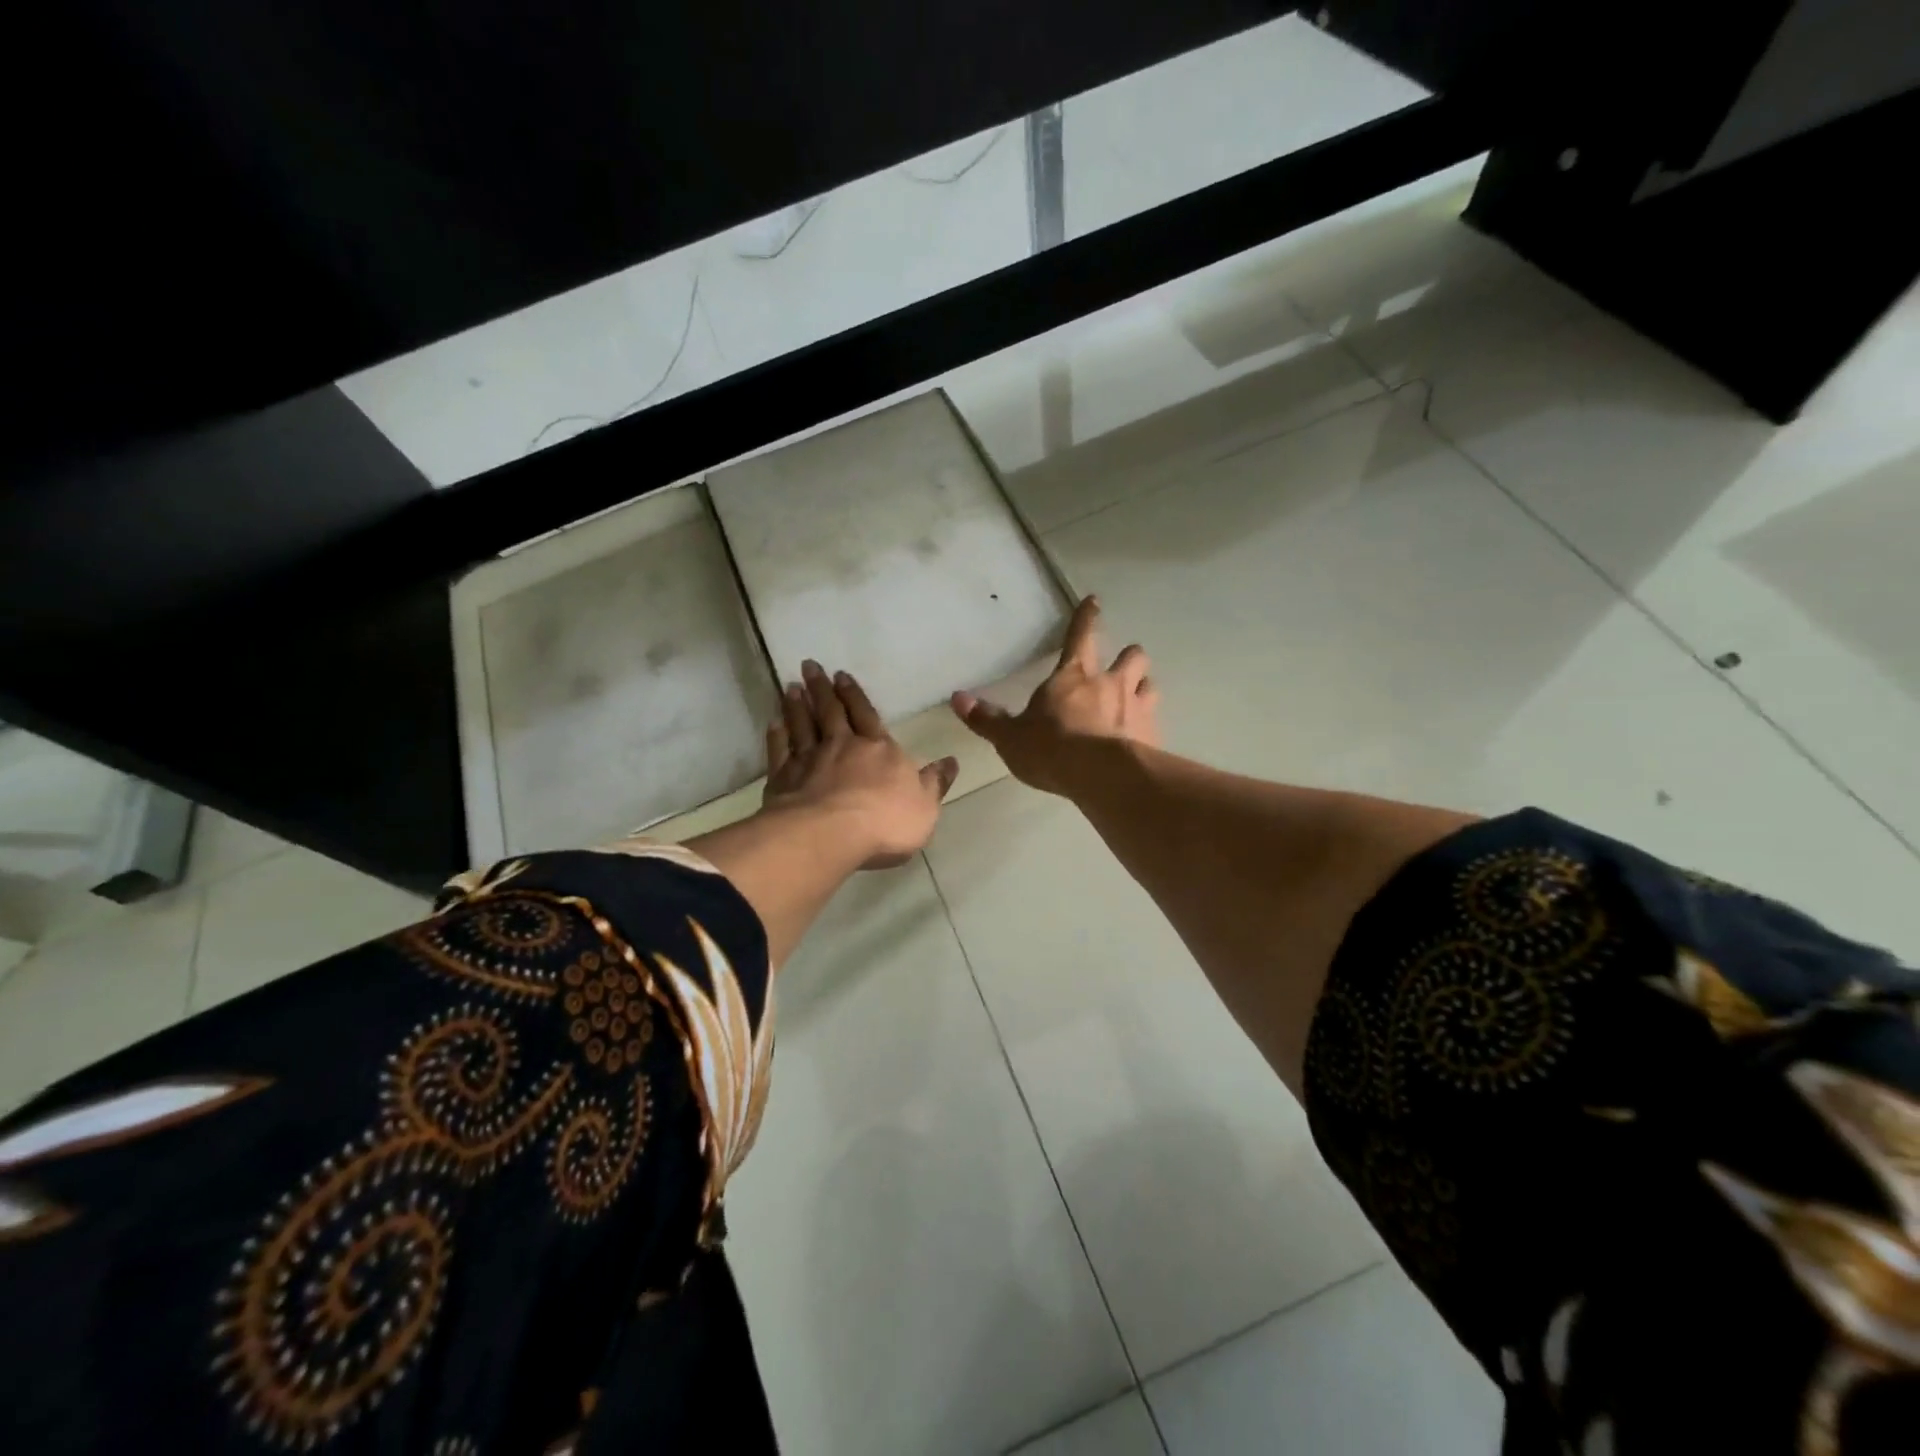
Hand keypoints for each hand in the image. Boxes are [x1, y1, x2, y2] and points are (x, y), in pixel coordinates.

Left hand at [764, 660, 958, 868]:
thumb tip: (951, 761)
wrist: (830, 835)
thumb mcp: (924, 807)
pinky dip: (777, 735)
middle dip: (822, 688)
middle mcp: (842, 746)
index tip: (841, 675)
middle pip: (830, 711)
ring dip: (796, 705)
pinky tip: (774, 723)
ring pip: (802, 725)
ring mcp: (809, 760)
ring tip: (790, 687)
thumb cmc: (885, 822)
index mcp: (878, 749)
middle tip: (809, 665)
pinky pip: (780, 751)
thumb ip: (935, 783)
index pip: (866, 715)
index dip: (854, 694)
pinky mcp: (784, 778)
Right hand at [950, 595, 1160, 794]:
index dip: (1087, 617)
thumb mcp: (1010, 737)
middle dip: (1128, 656)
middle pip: (1132, 655)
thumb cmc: (1051, 749)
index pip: (1081, 635)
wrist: (1100, 776)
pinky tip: (1142, 739)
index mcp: (1074, 676)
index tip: (1095, 601)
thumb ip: (987, 718)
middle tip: (1122, 666)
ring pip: (1150, 684)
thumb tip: (958, 698)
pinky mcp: (1153, 735)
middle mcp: (1111, 684)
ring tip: (1136, 698)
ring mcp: (1137, 708)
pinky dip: (1148, 725)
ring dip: (1143, 687)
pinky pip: (1155, 722)